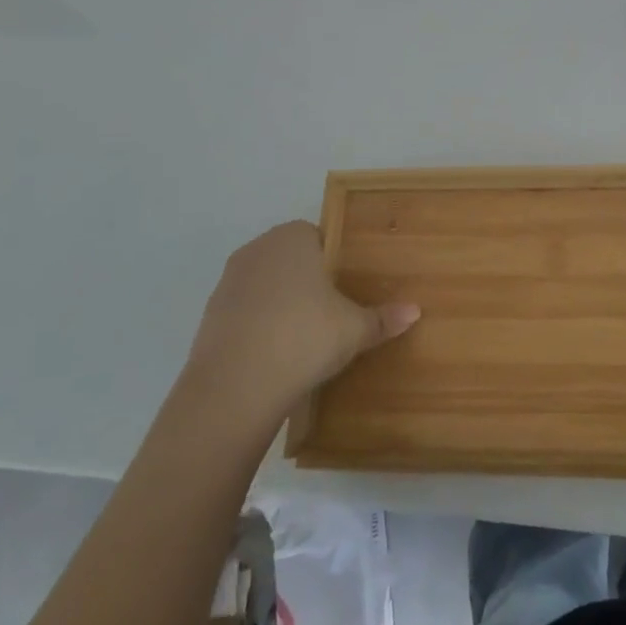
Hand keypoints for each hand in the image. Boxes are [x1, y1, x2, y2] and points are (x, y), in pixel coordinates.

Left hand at [181, 221, 418, 412]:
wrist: (235, 387)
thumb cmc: (304, 337)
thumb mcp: (354, 330)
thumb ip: (383, 318)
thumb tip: (415, 312)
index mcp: (294, 238)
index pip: (319, 237)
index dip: (334, 261)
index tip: (347, 287)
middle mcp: (258, 249)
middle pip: (290, 259)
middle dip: (308, 280)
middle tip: (332, 311)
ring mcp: (229, 281)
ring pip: (265, 285)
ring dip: (281, 303)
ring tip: (303, 336)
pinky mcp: (210, 315)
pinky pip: (245, 312)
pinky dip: (259, 325)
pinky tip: (275, 353)